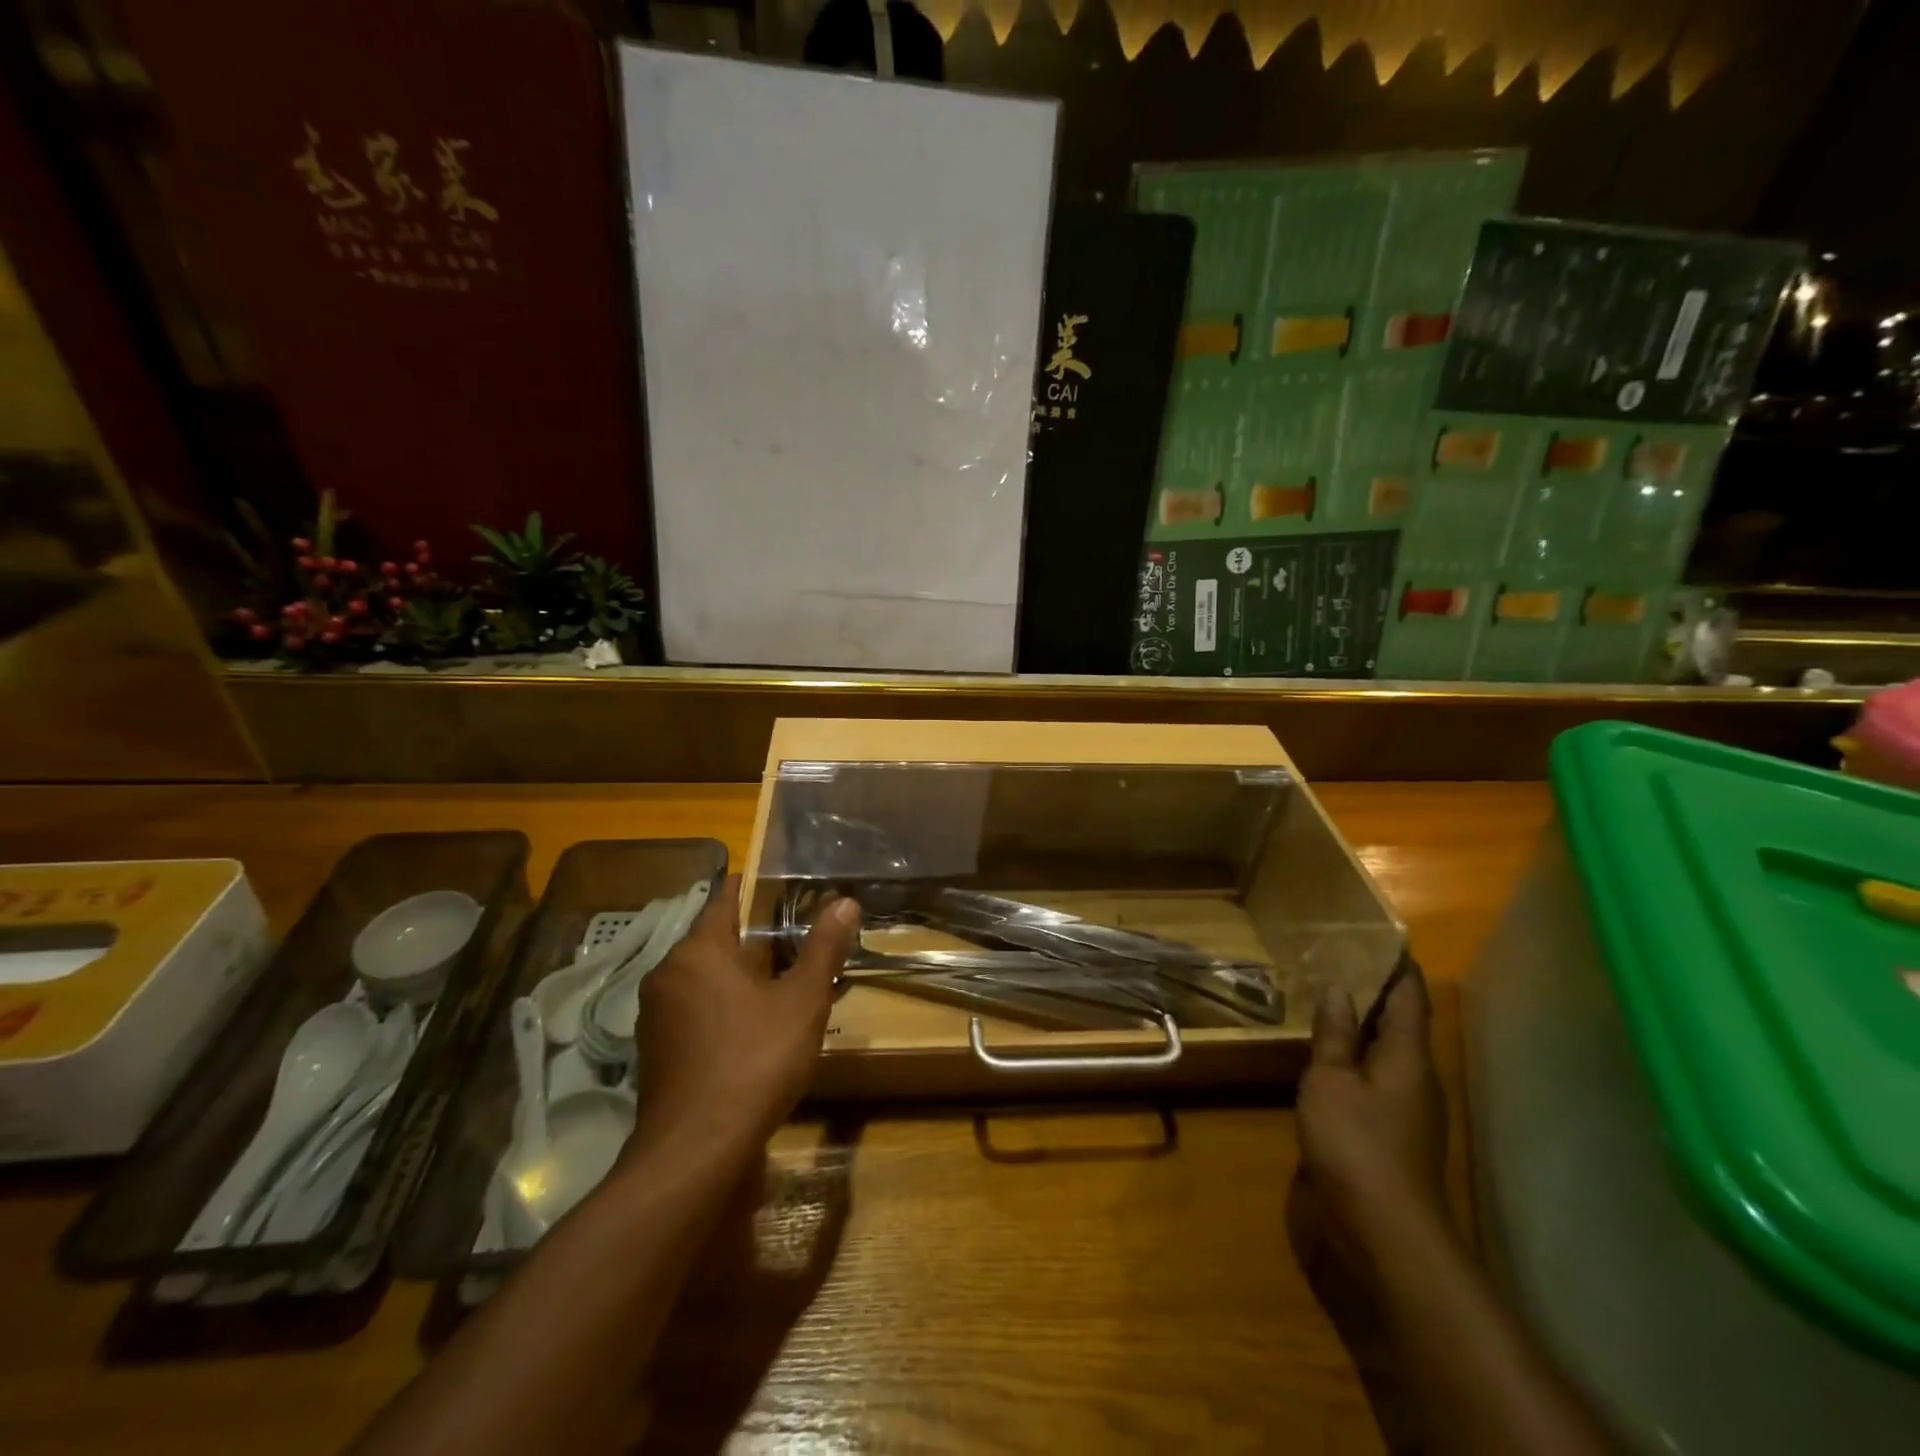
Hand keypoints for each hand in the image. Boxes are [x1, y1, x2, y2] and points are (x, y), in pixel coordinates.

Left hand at [629, 876, 859, 1161]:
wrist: (695, 1152)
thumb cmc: (753, 1061)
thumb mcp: (802, 1001)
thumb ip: (823, 948)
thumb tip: (846, 902)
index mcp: (697, 952)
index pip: (724, 900)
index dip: (754, 888)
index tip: (783, 884)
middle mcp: (667, 974)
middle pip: (715, 940)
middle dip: (754, 938)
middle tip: (797, 937)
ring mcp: (656, 1015)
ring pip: (704, 977)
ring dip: (739, 974)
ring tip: (782, 980)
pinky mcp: (656, 1050)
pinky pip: (694, 1009)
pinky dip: (722, 1005)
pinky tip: (753, 1025)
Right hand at [1296, 966, 1452, 1274]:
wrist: (1388, 1233)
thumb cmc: (1357, 1145)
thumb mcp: (1331, 1082)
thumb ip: (1333, 1036)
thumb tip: (1337, 988)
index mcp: (1409, 1057)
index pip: (1410, 997)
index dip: (1398, 965)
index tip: (1380, 935)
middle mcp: (1418, 1077)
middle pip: (1402, 1022)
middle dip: (1376, 990)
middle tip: (1339, 959)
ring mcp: (1410, 1108)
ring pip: (1389, 1051)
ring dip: (1363, 1024)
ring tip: (1327, 998)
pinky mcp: (1394, 1132)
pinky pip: (1376, 1076)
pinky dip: (1355, 1055)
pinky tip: (1327, 1055)